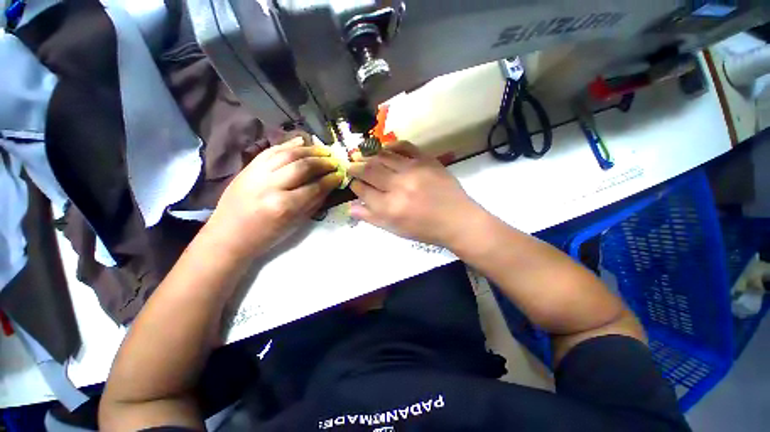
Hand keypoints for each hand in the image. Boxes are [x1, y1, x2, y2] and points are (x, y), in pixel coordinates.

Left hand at [206, 134, 341, 257]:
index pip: (315, 187)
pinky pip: (271, 150)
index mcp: (284, 206)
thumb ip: (314, 202)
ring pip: (287, 153)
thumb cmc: (267, 236)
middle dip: (323, 162)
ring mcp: (256, 174)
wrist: (229, 235)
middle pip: (302, 166)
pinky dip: (288, 144)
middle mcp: (270, 186)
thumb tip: (329, 185)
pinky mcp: (248, 167)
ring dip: (309, 150)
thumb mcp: (296, 223)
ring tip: (323, 150)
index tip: (341, 175)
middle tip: (335, 162)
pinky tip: (302, 141)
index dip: (331, 179)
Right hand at [348, 141, 479, 245]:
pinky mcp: (427, 160)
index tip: (353, 183)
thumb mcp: (396, 230)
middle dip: (356, 166)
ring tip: (362, 154)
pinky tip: (385, 148)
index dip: (354, 185)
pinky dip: (392, 145)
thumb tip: (350, 207)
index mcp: (390, 207)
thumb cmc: (425, 229)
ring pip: (383, 156)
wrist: (457, 220)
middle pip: (369, 170)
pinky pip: (405, 146)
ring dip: (369, 155)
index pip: (363, 190)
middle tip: (351, 165)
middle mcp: (399, 186)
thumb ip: (372, 218)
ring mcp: (414, 170)